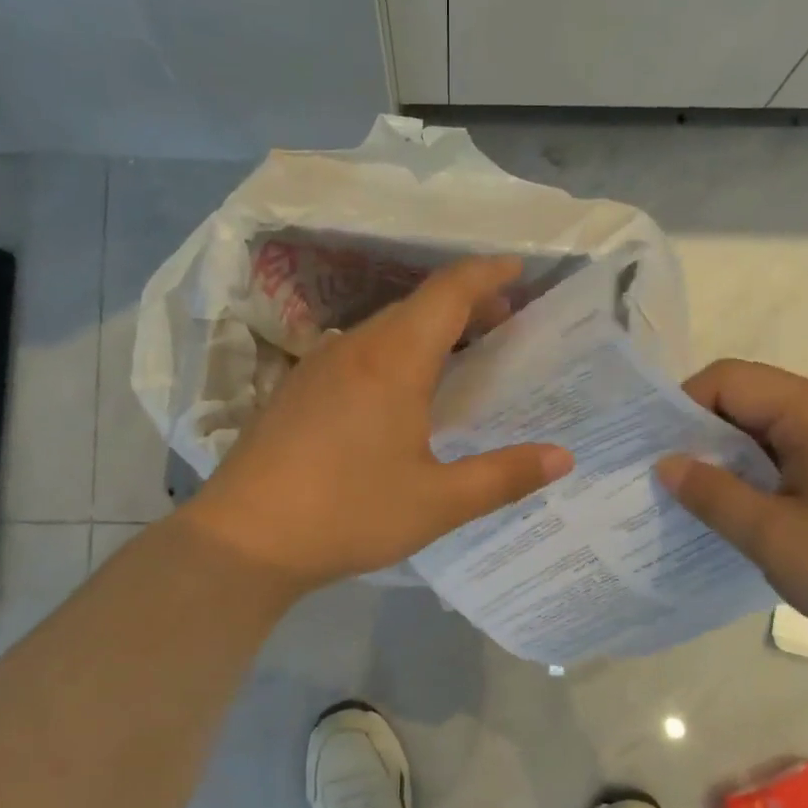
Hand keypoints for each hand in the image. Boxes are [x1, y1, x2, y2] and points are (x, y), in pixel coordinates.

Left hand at [180, 256, 573, 590]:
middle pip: (417, 305)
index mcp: (394, 361)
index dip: (487, 273)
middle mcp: (354, 348)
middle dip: (465, 303)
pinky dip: (394, 353)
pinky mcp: (296, 390)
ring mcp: (317, 366)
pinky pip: (357, 352)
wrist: (244, 539)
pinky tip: (398, 393)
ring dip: (427, 330)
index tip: (519, 268)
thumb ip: (504, 476)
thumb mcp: (437, 502)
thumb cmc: (348, 514)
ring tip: (459, 356)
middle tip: (503, 323)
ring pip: (383, 328)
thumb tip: (564, 457)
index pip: (448, 292)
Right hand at [655, 359, 807, 660]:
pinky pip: (804, 453)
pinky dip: (770, 474)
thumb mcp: (775, 538)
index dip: (682, 407)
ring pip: (777, 429)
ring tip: (710, 504)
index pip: (729, 379)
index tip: (656, 453)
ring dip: (737, 459)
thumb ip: (714, 494)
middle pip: (753, 399)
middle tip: (673, 483)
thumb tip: (667, 463)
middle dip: (705, 436)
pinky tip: (760, 516)